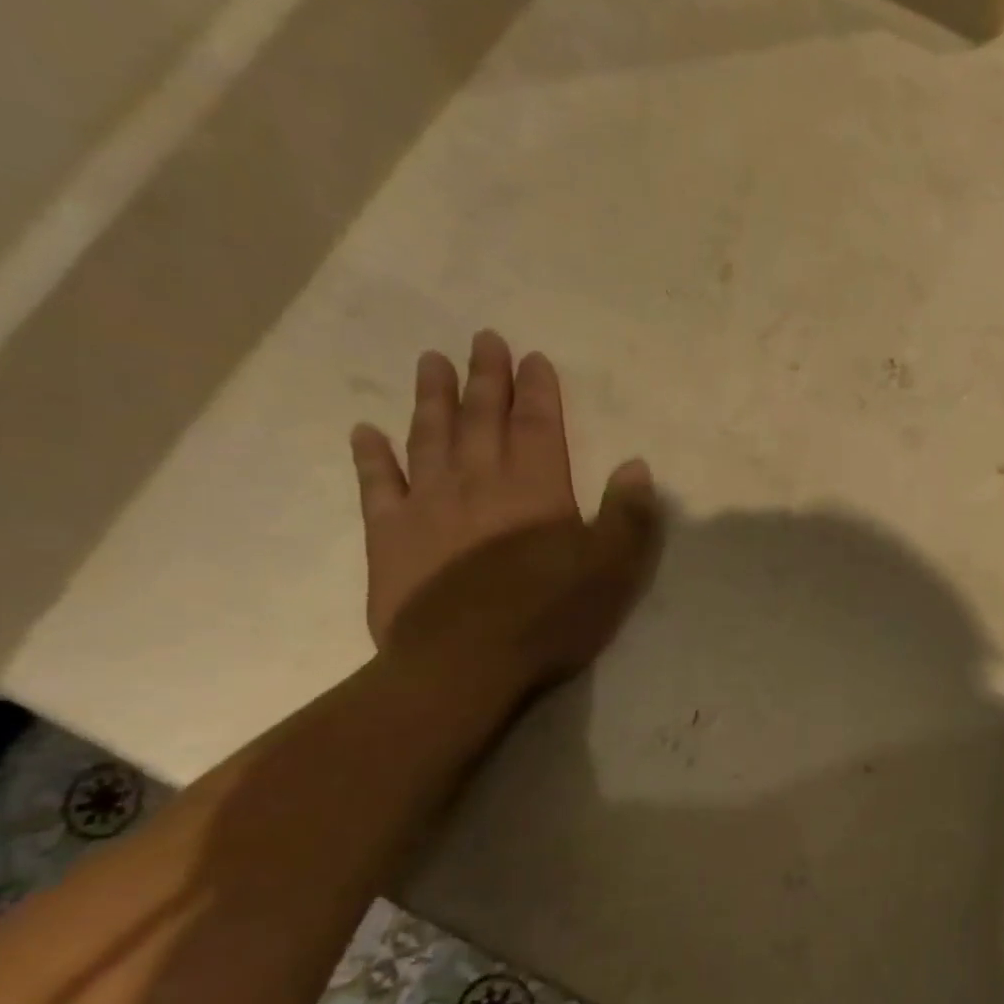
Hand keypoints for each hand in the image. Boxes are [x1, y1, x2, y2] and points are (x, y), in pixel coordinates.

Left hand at [349, 331, 660, 701]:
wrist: (463, 663)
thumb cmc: (550, 616)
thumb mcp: (612, 570)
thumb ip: (626, 516)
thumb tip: (635, 466)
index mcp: (536, 490)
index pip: (538, 426)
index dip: (537, 391)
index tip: (532, 357)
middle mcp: (479, 483)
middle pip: (481, 419)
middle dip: (485, 378)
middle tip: (482, 339)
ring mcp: (428, 506)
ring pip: (429, 438)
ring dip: (431, 399)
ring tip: (431, 362)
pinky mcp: (391, 537)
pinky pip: (377, 485)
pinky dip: (372, 456)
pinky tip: (367, 432)